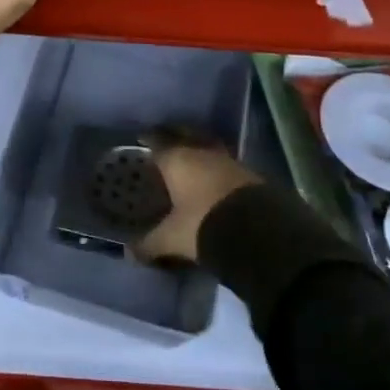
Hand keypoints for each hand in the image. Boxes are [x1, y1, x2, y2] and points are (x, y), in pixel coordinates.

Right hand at [135, 134, 259, 263]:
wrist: (258, 232)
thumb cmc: (203, 225)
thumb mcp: (172, 238)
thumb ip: (150, 243)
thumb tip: (130, 253)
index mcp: (177, 160)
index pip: (157, 142)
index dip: (148, 140)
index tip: (141, 140)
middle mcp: (202, 153)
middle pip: (185, 136)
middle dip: (175, 136)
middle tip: (166, 143)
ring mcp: (229, 161)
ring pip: (208, 147)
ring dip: (200, 151)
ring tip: (192, 161)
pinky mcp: (250, 175)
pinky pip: (226, 164)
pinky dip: (217, 169)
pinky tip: (214, 180)